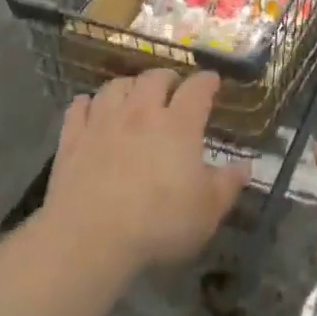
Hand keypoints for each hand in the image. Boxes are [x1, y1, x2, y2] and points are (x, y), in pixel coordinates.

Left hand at [45, 69, 250, 270]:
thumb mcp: (208, 211)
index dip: (207, 81)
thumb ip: (228, 184)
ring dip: (129, 85)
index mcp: (179, 126)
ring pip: (115, 86)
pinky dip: (87, 103)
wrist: (90, 237)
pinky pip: (78, 108)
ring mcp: (102, 123)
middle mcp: (141, 113)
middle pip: (154, 78)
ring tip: (134, 95)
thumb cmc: (159, 223)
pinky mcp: (71, 140)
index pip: (197, 89)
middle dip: (167, 78)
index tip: (213, 81)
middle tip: (173, 88)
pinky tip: (89, 107)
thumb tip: (245, 166)